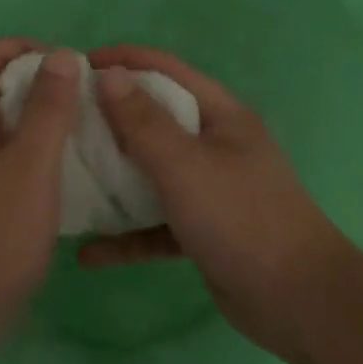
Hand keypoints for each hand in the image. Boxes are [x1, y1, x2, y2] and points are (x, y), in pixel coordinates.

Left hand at [0, 39, 82, 347]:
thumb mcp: (30, 170)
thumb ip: (47, 111)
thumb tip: (61, 55)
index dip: (26, 48)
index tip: (67, 70)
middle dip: (36, 84)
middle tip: (80, 105)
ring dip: (34, 121)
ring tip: (76, 139)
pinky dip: (26, 154)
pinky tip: (55, 181)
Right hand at [81, 45, 350, 363]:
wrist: (300, 302)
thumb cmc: (241, 218)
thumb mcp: (185, 165)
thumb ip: (143, 121)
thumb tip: (108, 74)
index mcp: (220, 116)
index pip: (166, 70)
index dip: (124, 60)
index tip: (78, 65)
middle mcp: (214, 145)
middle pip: (154, 119)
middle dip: (109, 118)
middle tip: (62, 121)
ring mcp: (209, 189)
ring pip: (151, 172)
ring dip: (113, 178)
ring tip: (67, 176)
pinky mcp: (202, 231)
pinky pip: (155, 224)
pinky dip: (126, 236)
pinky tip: (89, 253)